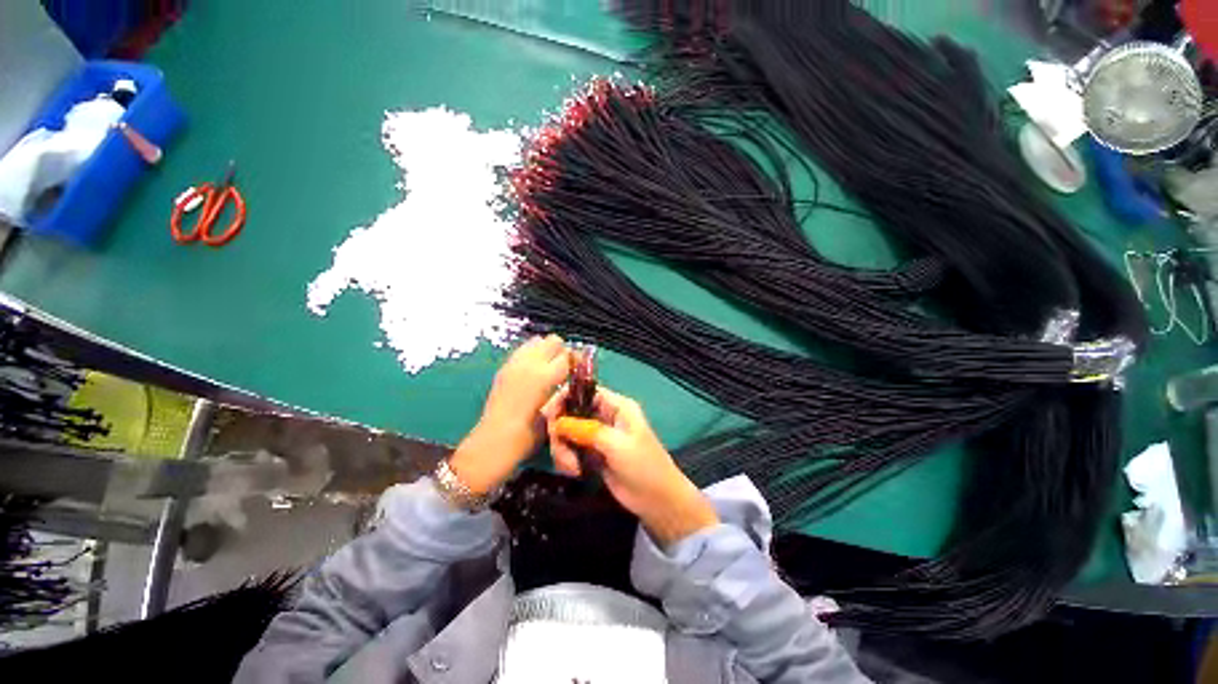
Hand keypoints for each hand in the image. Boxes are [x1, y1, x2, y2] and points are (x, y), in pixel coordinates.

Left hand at [449, 335, 570, 495]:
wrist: (493, 443)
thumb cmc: (527, 436)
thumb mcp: (552, 414)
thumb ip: (562, 392)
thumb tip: (569, 382)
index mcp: (545, 377)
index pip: (568, 355)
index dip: (576, 361)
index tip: (579, 370)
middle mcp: (530, 363)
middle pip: (553, 340)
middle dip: (562, 351)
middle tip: (564, 368)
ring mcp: (514, 363)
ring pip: (537, 341)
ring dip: (546, 350)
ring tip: (548, 368)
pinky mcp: (504, 368)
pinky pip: (522, 350)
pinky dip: (531, 354)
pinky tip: (533, 372)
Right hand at [543, 386, 718, 545]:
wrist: (657, 500)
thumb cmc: (643, 466)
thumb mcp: (617, 445)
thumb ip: (587, 430)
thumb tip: (557, 422)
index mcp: (616, 406)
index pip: (585, 392)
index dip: (564, 398)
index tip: (548, 415)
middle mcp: (604, 416)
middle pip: (571, 412)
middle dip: (561, 431)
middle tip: (562, 451)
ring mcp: (597, 436)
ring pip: (567, 432)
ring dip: (563, 449)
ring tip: (572, 468)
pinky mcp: (591, 454)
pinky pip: (570, 449)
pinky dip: (566, 459)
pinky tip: (575, 472)